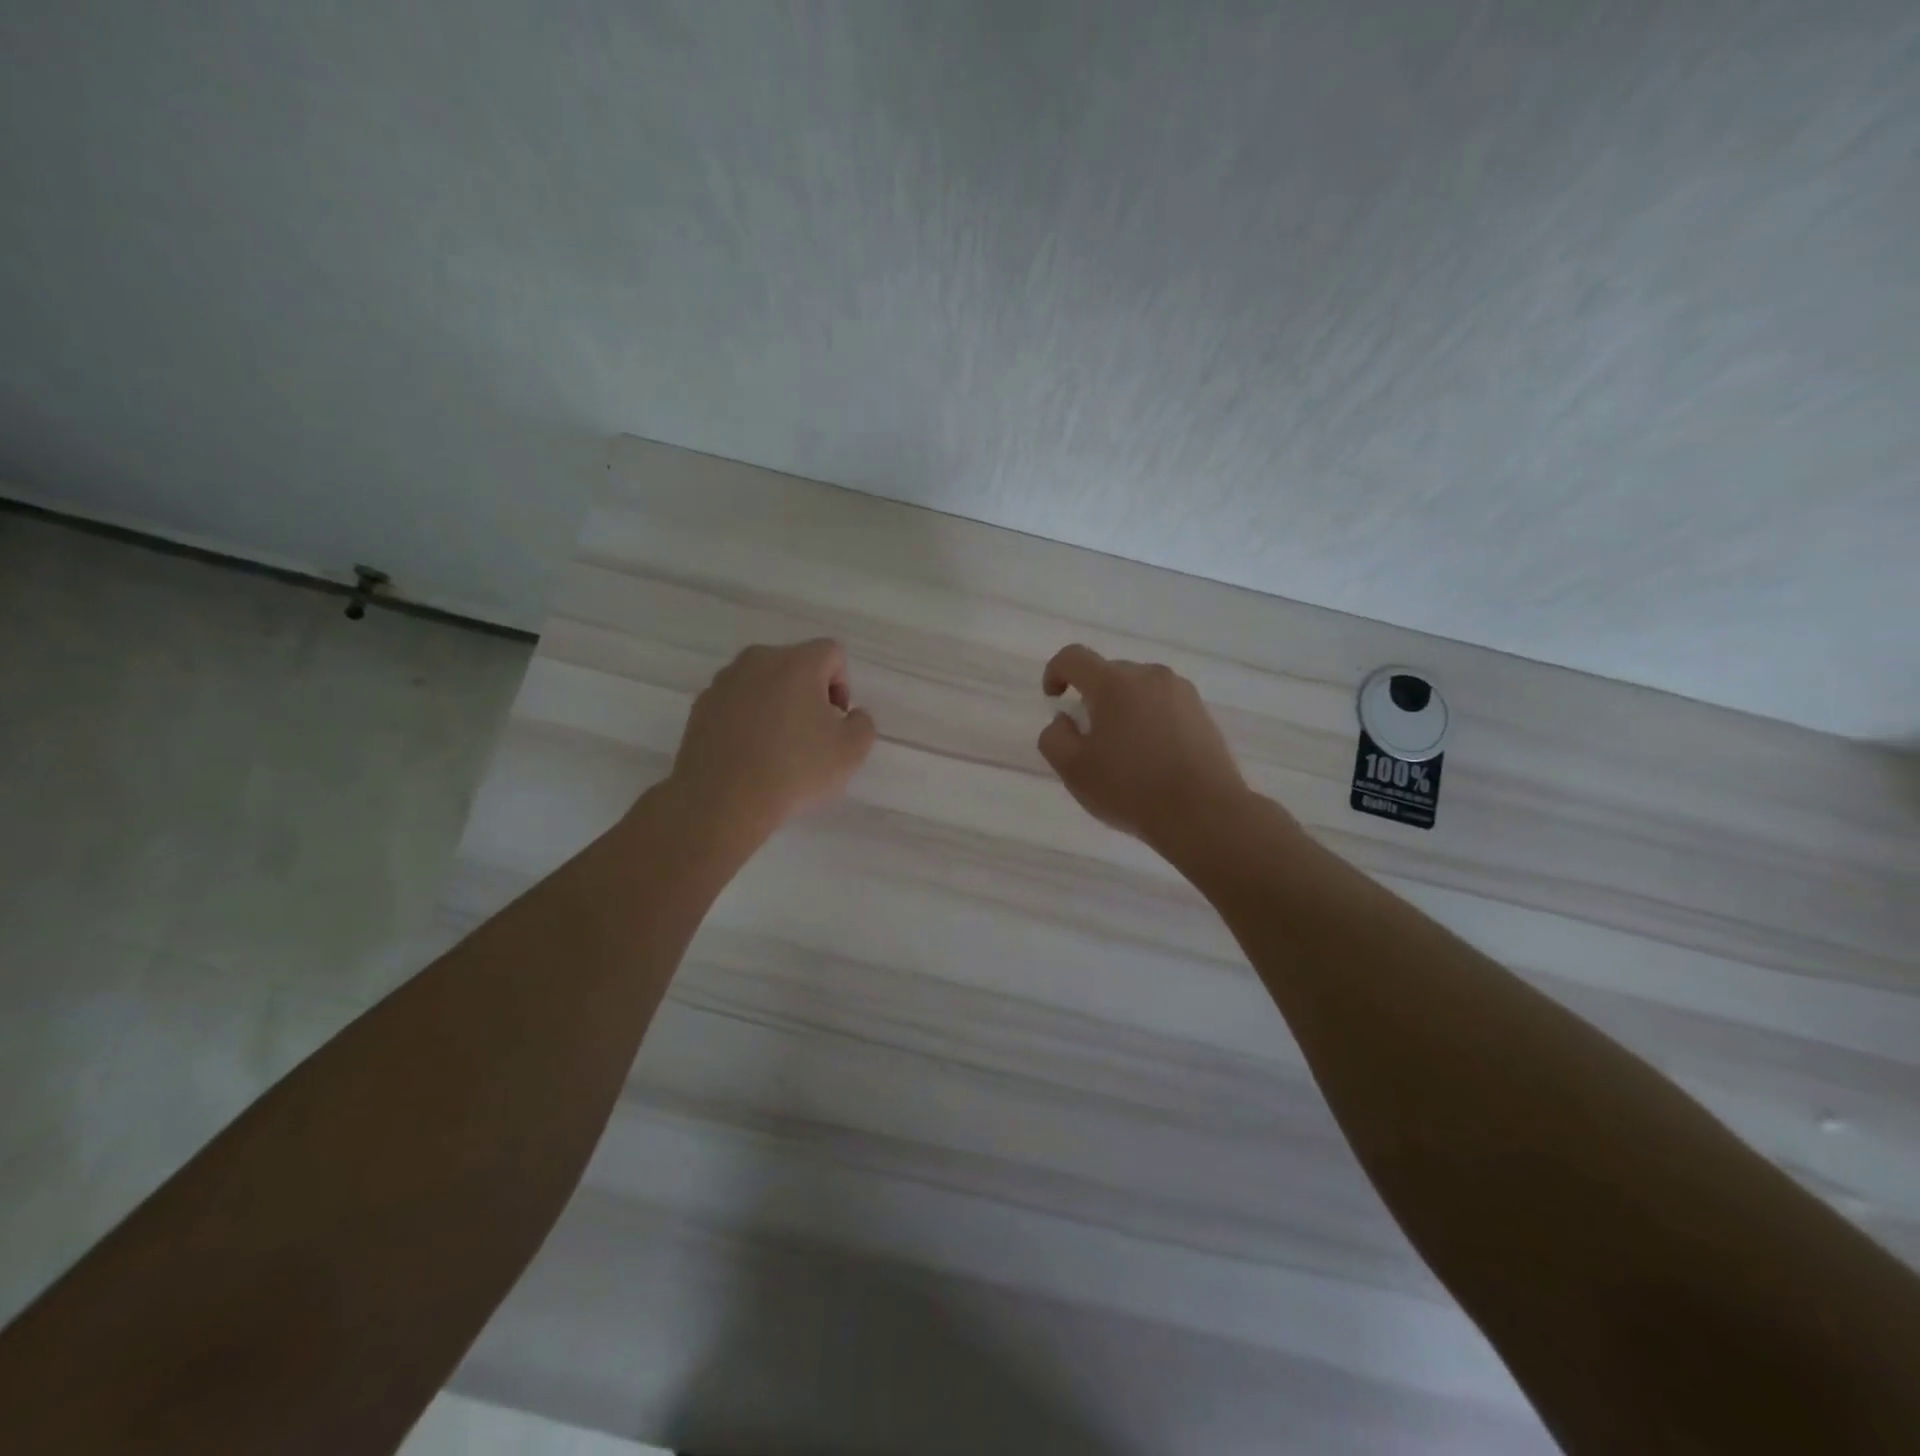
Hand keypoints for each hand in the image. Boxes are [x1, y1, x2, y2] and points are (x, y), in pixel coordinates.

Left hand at [669, 639, 876, 845]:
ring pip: (762, 683)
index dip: (842, 685)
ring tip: (776, 748)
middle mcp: (758, 660)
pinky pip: (735, 703)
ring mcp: (724, 682)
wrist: (723, 800)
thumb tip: (850, 715)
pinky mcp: (700, 706)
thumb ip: (862, 723)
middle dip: (808, 693)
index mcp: (797, 662)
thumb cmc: (795, 769)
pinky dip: (747, 719)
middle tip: (811, 735)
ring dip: (776, 705)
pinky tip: (749, 754)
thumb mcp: (852, 751)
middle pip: (795, 665)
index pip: (832, 654)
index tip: (835, 721)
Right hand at [1038, 644, 1252, 848]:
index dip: (1055, 672)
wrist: (1204, 813)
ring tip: (1124, 751)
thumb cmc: (1130, 789)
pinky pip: (1163, 706)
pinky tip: (1152, 758)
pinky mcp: (1203, 713)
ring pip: (1139, 690)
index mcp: (1114, 683)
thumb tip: (1064, 720)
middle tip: (1089, 739)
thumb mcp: (1073, 769)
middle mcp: (1150, 676)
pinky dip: (1149, 721)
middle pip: (1109, 674)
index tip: (1053, 699)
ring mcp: (1181, 692)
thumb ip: (1054, 737)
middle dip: (1092, 698)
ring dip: (1123, 710)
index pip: (1074, 658)